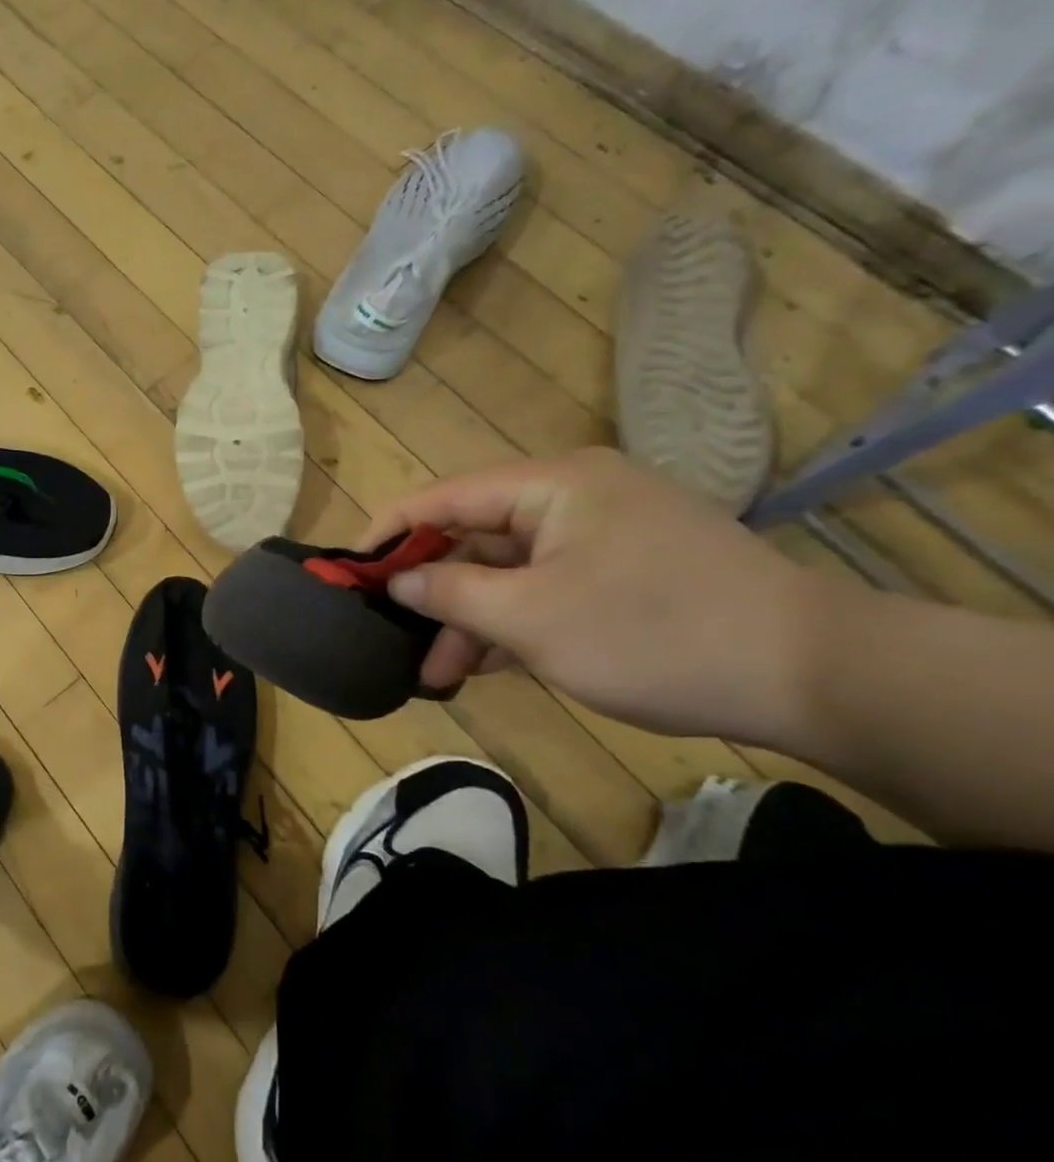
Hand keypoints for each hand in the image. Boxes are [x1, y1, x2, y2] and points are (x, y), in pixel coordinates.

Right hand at [365, 448, 826, 743]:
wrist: (814, 674)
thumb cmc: (653, 632)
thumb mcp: (532, 618)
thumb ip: (450, 594)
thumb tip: (398, 581)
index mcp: (550, 485)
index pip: (443, 498)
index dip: (389, 534)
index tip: (348, 573)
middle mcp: (572, 496)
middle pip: (474, 539)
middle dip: (435, 595)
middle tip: (401, 645)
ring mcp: (602, 534)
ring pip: (510, 570)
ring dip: (473, 620)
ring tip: (442, 676)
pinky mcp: (625, 571)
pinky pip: (547, 587)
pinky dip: (515, 623)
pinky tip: (489, 665)